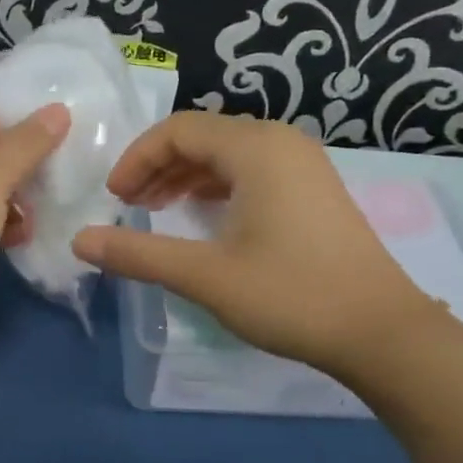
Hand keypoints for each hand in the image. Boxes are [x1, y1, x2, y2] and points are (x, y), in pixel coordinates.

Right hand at [72, 112, 434, 373]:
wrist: (382, 332)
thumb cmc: (291, 295)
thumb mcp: (205, 275)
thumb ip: (138, 254)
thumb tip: (81, 240)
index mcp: (255, 148)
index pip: (178, 130)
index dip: (136, 159)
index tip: (113, 198)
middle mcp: (281, 142)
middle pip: (202, 136)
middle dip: (157, 165)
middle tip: (129, 205)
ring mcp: (303, 164)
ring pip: (227, 153)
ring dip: (186, 176)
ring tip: (156, 209)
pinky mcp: (314, 190)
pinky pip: (252, 171)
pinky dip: (217, 186)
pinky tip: (203, 217)